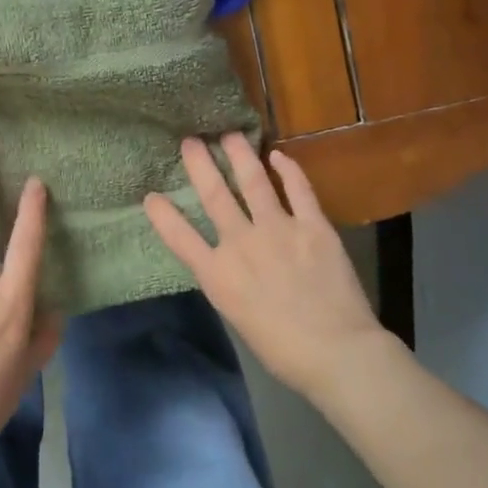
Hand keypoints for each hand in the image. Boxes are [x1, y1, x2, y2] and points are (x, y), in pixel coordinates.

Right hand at [144, 133, 382, 400]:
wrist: (337, 352)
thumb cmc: (283, 350)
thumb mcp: (238, 317)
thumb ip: (229, 282)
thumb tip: (228, 261)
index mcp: (218, 275)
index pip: (179, 237)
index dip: (162, 214)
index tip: (151, 195)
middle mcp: (241, 243)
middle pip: (214, 195)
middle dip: (200, 164)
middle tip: (191, 140)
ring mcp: (278, 229)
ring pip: (253, 181)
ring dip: (239, 154)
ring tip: (230, 135)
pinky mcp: (312, 225)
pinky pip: (298, 188)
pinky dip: (288, 168)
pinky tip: (279, 155)